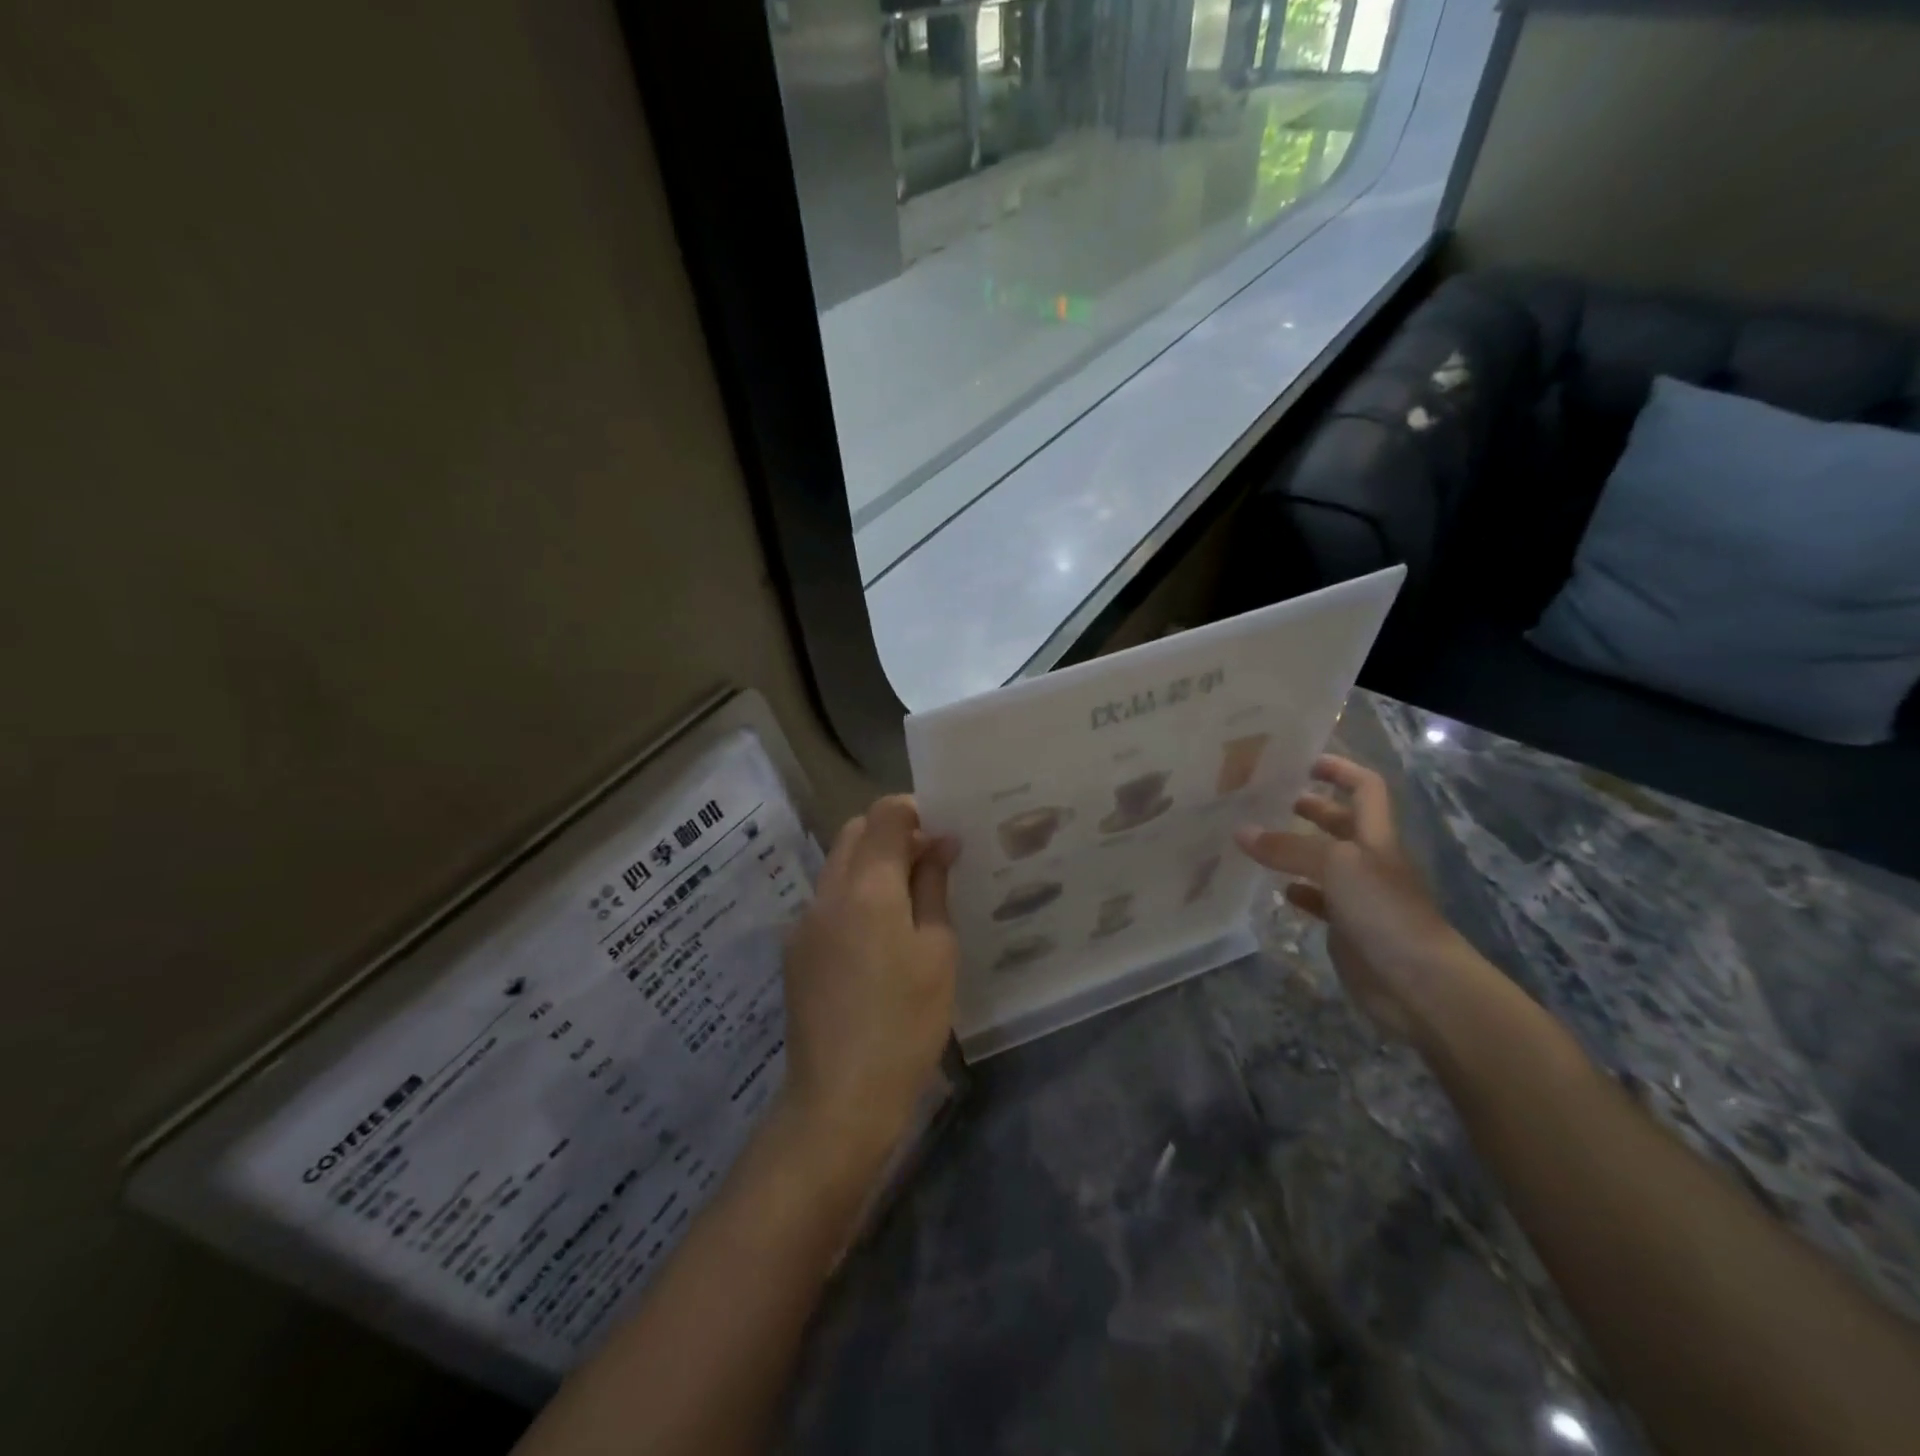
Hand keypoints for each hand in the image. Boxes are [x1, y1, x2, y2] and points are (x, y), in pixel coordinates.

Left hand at [780, 796, 958, 1158]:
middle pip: (854, 832)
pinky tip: (879, 938)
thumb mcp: (938, 952)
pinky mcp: (795, 951)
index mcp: (867, 886)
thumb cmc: (905, 1023)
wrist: (839, 1099)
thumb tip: (939, 843)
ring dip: (872, 865)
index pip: (884, 814)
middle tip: (931, 864)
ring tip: (909, 901)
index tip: (944, 834)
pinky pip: (828, 901)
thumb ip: (934, 888)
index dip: (916, 811)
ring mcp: (804, 922)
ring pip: (838, 865)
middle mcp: (827, 892)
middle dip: (892, 833)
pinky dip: (855, 896)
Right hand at [1235, 755, 1471, 1041]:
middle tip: (1263, 799)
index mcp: (1375, 836)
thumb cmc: (1385, 911)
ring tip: (1255, 840)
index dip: (1339, 769)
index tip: (1302, 761)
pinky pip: (1318, 900)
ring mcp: (1359, 895)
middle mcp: (1368, 860)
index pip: (1364, 788)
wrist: (1420, 984)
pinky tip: (1276, 890)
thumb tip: (1240, 831)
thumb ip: (1288, 848)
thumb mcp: (1336, 866)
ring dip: (1295, 849)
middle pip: (1340, 822)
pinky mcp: (1348, 927)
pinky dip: (1298, 891)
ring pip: (1323, 861)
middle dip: (1308, 807)